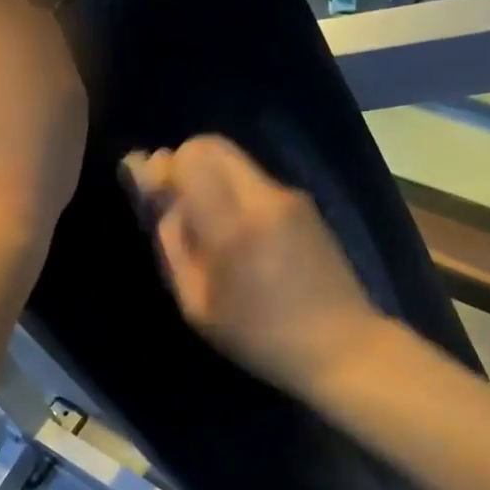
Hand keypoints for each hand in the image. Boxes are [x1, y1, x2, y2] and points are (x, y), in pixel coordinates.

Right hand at [121, 136, 383, 394]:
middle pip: (211, 145)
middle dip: (183, 162)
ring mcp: (290, 197)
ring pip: (234, 161)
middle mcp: (264, 198)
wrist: (340, 344)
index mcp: (233, 227)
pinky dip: (233, 190)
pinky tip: (237, 232)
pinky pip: (254, 180)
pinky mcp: (304, 203)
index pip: (189, 159)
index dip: (160, 168)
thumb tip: (158, 198)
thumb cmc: (259, 336)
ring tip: (205, 222)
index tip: (150, 189)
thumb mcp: (197, 304)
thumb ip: (173, 244)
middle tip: (174, 199)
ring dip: (209, 177)